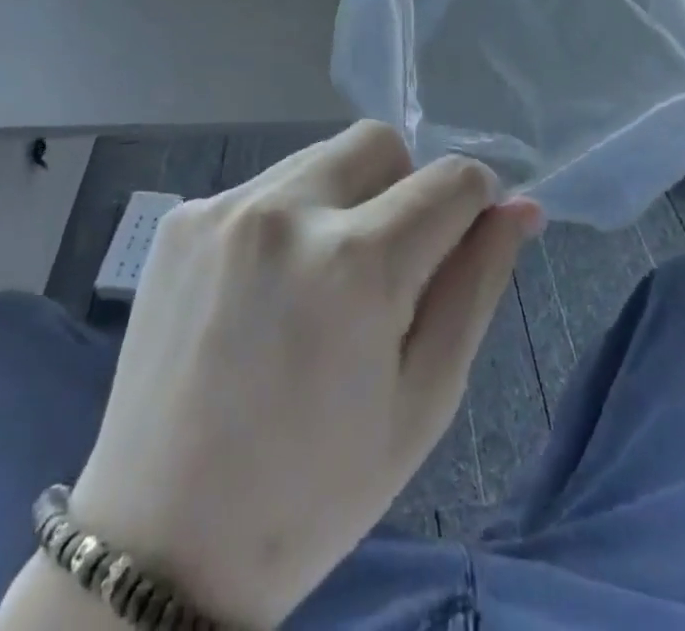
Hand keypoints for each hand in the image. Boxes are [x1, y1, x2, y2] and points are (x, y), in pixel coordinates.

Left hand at [63, 124, 539, 627]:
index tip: (463, 238)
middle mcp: (285, 210)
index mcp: (355, 262)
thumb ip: (476, 285)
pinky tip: (264, 292)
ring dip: (342, 200)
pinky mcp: (182, 218)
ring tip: (320, 284)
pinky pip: (263, 186)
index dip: (473, 203)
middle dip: (403, 187)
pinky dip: (286, 219)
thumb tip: (521, 208)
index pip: (450, 178)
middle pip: (379, 142)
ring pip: (320, 157)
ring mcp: (224, 207)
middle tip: (388, 268)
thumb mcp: (422, 399)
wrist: (163, 542)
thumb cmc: (315, 490)